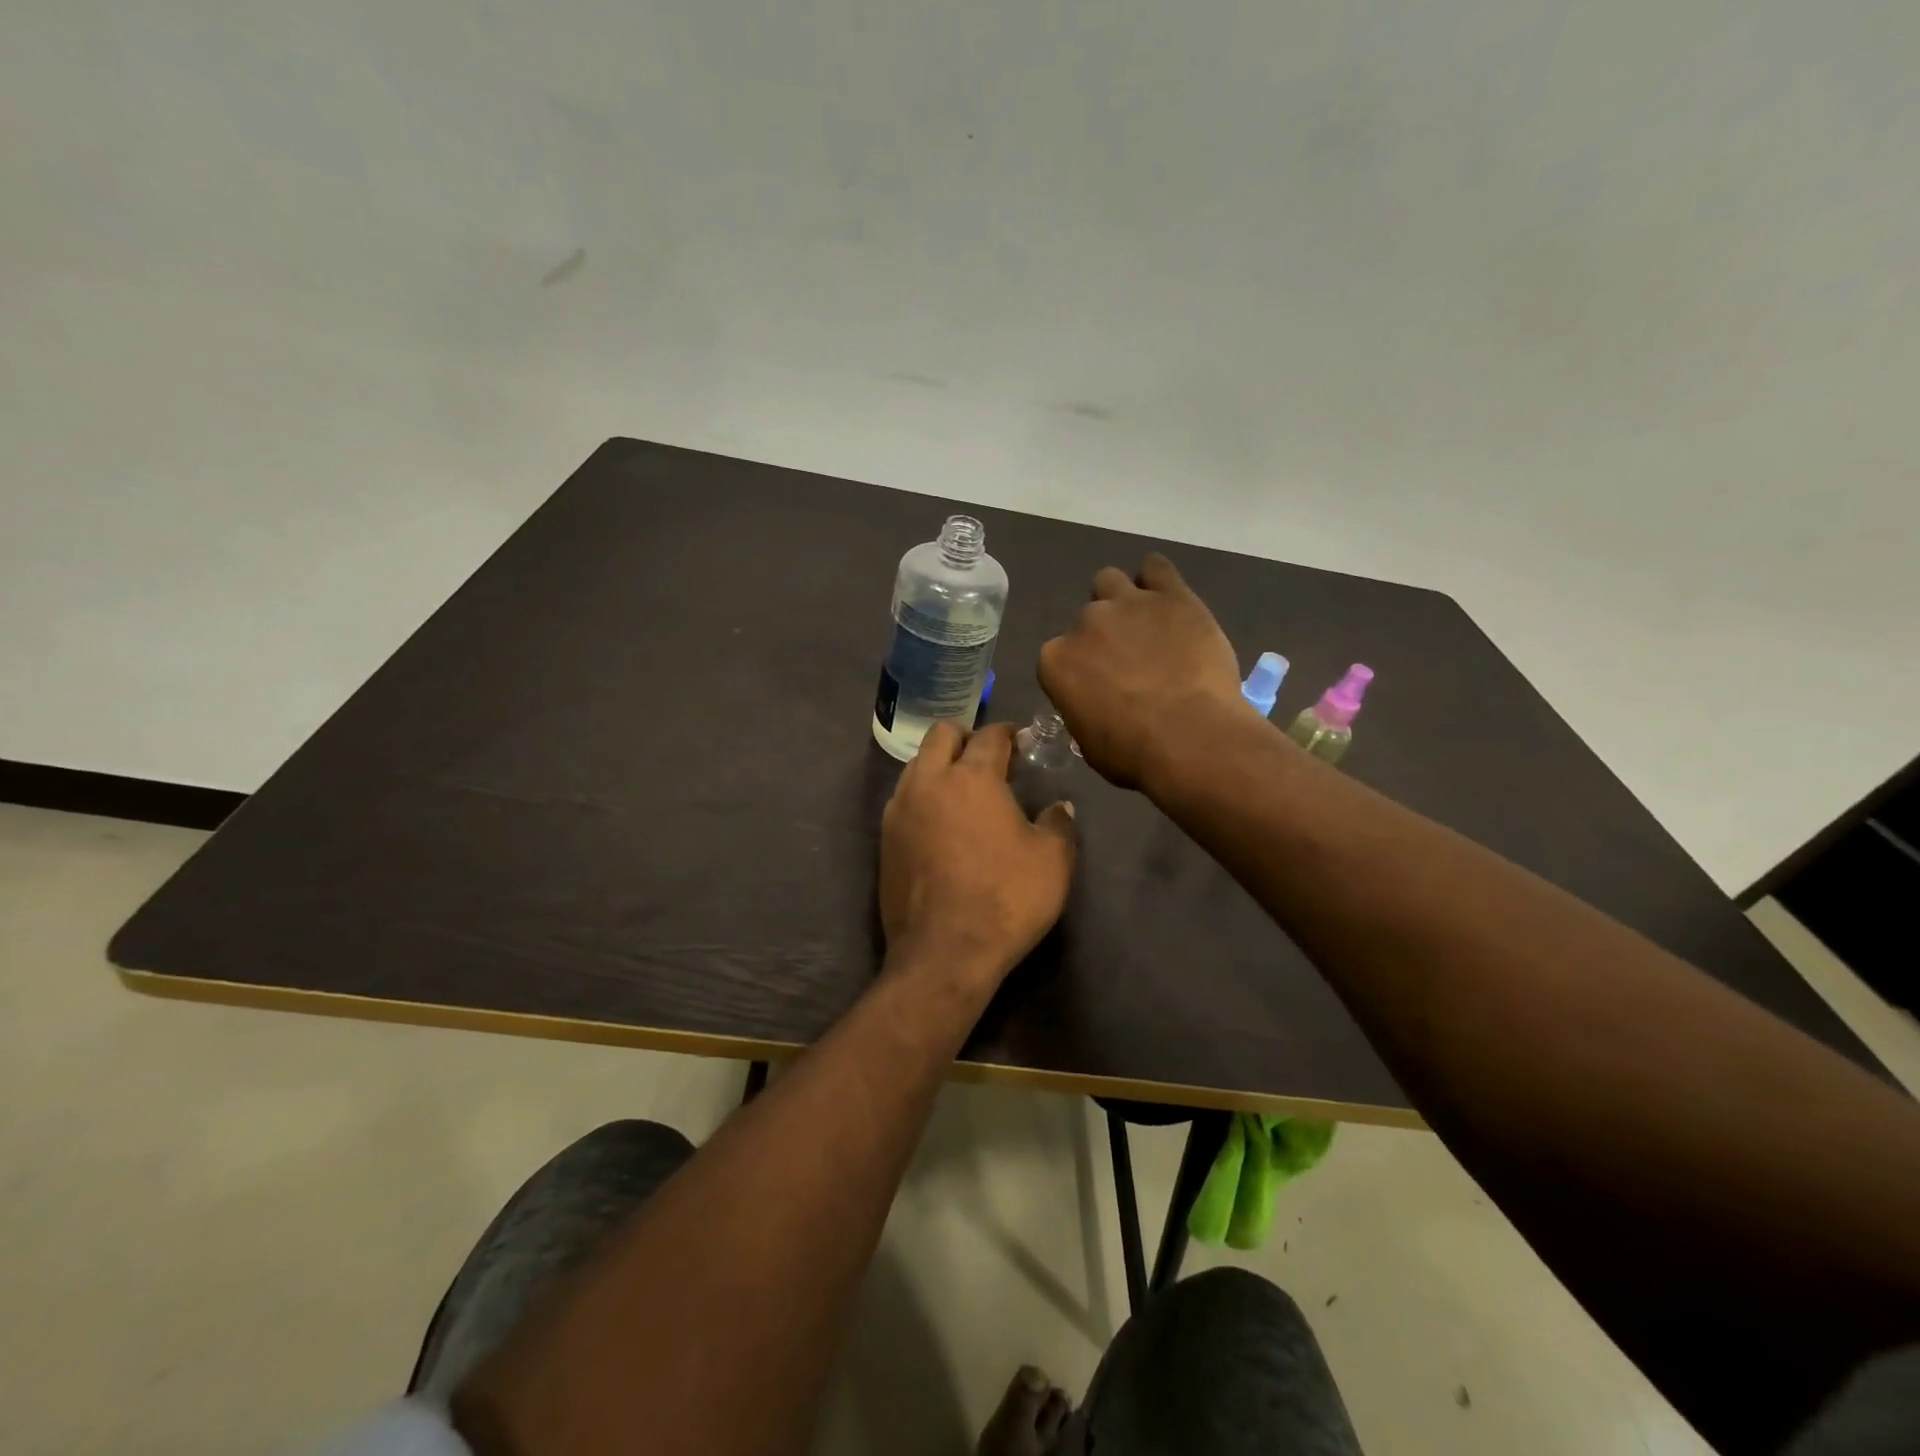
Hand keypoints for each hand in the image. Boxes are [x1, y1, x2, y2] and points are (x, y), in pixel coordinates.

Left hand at [879, 721, 1076, 992]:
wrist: (943, 953)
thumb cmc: (1005, 899)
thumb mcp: (1053, 861)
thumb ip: (1058, 824)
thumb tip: (1059, 807)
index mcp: (970, 778)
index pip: (989, 736)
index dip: (1009, 734)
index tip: (1022, 743)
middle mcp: (928, 782)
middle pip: (941, 734)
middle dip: (966, 737)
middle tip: (991, 761)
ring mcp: (899, 810)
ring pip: (917, 765)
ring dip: (941, 766)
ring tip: (965, 794)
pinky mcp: (885, 839)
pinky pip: (904, 799)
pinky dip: (924, 797)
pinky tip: (942, 825)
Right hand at [1038, 553, 1248, 790]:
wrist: (1190, 739)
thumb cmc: (1133, 754)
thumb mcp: (1088, 743)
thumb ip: (1083, 709)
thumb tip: (1095, 705)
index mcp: (1055, 661)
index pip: (1059, 655)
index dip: (1080, 670)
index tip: (1098, 686)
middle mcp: (1085, 624)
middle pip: (1086, 618)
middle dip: (1103, 636)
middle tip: (1128, 661)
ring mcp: (1127, 604)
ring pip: (1110, 581)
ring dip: (1121, 599)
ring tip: (1145, 624)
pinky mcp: (1171, 595)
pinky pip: (1156, 568)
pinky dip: (1156, 578)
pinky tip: (1166, 598)